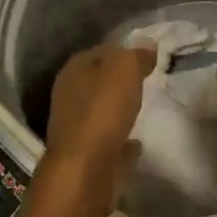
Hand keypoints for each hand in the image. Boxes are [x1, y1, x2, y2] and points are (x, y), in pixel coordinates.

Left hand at [41, 44, 155, 216]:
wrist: (85, 171)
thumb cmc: (103, 110)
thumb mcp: (126, 69)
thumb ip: (137, 55)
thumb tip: (148, 44)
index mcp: (74, 70)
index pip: (101, 50)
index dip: (123, 50)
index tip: (147, 57)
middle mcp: (69, 95)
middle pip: (99, 81)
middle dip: (120, 81)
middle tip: (147, 81)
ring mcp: (75, 128)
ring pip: (101, 111)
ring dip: (118, 110)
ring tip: (143, 108)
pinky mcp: (85, 156)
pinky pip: (108, 140)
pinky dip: (120, 139)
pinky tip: (137, 141)